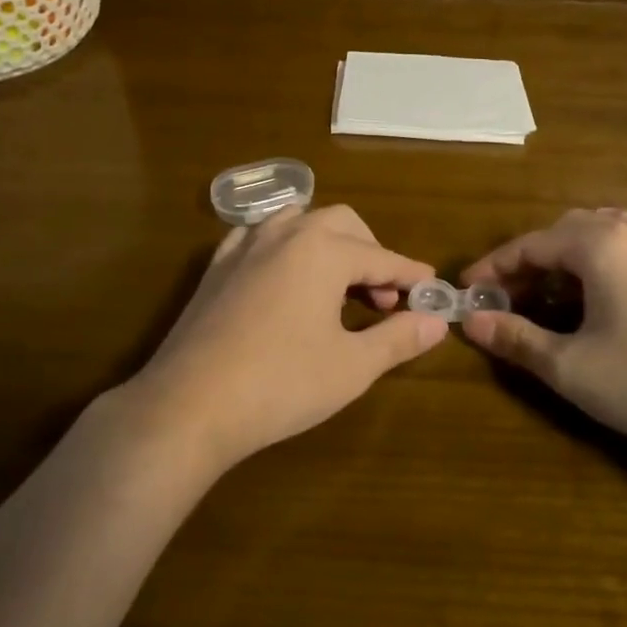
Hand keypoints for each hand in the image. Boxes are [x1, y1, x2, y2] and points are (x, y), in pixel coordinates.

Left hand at [121, 205, 447, 472]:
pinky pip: (260, 236)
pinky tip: (284, 277)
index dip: (410, 275)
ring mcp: (246, 244)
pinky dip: (285, 246)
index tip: (432, 290)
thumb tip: (437, 321)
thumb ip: (398, 338)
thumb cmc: (281, 384)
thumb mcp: (352, 366)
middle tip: (382, 299)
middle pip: (343, 224)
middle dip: (371, 253)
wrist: (190, 405)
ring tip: (337, 284)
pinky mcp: (217, 264)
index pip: (382, 257)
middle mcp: (287, 233)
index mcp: (324, 250)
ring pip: (300, 220)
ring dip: (328, 244)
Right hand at [461, 208, 626, 456]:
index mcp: (597, 244)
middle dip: (532, 260)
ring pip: (608, 230)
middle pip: (567, 231)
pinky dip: (626, 254)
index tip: (467, 290)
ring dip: (575, 253)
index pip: (530, 245)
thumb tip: (472, 322)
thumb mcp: (569, 366)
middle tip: (510, 296)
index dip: (494, 266)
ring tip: (558, 287)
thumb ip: (515, 338)